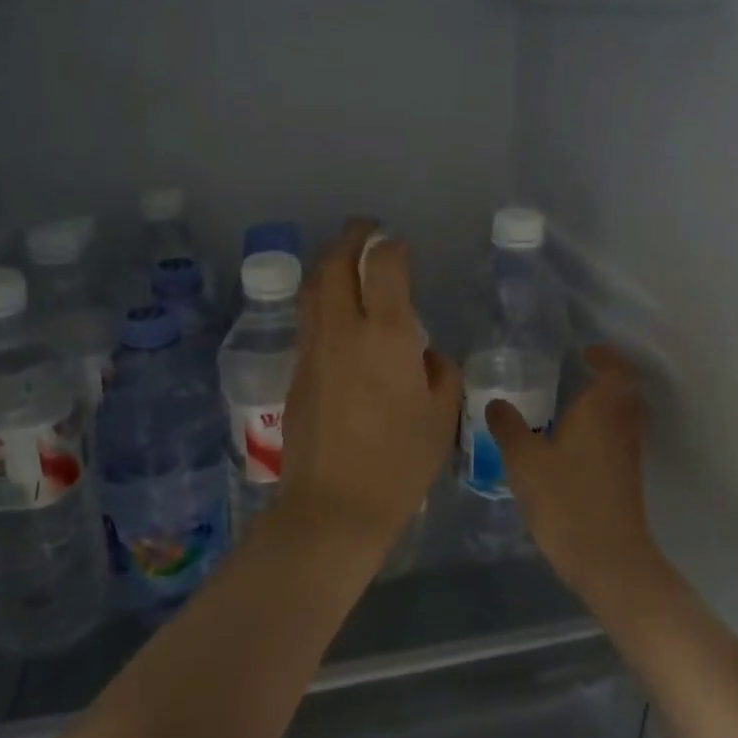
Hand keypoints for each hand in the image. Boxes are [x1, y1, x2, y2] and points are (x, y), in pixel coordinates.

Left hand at [276, 222, 461, 556]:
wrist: (334, 506)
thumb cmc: (400, 463)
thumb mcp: (441, 416)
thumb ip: (439, 373)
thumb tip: (424, 355)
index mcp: (385, 335)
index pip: (383, 265)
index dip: (391, 246)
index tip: (399, 245)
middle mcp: (342, 330)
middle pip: (334, 264)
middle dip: (350, 238)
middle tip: (365, 231)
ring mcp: (312, 349)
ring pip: (312, 289)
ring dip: (328, 265)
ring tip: (344, 262)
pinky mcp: (295, 371)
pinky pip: (307, 321)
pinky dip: (320, 301)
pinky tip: (335, 314)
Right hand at [486, 345, 655, 598]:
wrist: (607, 557)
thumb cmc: (566, 499)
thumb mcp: (525, 460)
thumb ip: (508, 427)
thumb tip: (496, 403)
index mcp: (602, 410)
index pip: (615, 370)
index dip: (604, 357)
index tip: (584, 353)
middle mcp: (622, 426)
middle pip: (626, 392)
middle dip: (607, 380)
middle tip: (578, 377)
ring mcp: (629, 454)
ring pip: (625, 417)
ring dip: (606, 407)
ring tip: (572, 410)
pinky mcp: (628, 479)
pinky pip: (620, 440)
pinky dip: (604, 433)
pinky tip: (574, 448)